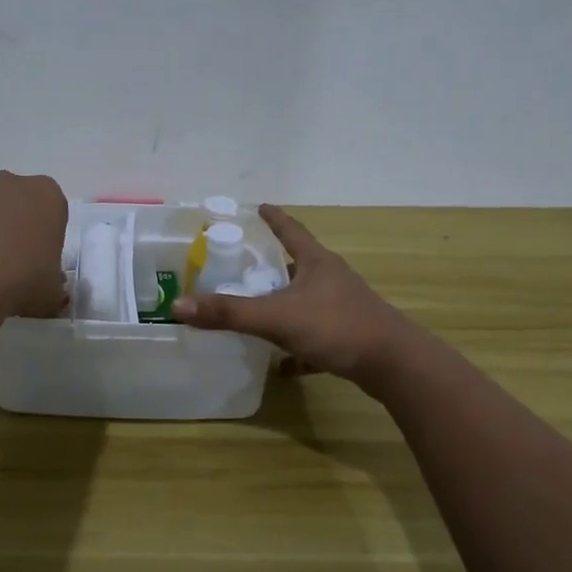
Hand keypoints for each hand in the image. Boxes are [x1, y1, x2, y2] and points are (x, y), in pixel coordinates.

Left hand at [0, 171, 68, 318]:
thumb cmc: (19, 280)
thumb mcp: (51, 294)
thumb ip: (53, 287)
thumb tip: (49, 292)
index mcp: (45, 196)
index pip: (51, 211)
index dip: (44, 238)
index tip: (37, 263)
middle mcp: (7, 182)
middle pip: (13, 202)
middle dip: (10, 226)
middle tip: (6, 265)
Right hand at [174, 205, 413, 390]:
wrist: (393, 364)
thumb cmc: (336, 327)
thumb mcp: (276, 317)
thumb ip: (228, 313)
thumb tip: (178, 306)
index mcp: (316, 263)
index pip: (291, 231)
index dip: (274, 219)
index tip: (259, 207)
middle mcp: (331, 279)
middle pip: (298, 265)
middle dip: (274, 266)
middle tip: (246, 266)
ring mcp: (343, 308)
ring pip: (307, 301)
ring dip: (284, 305)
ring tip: (258, 312)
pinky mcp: (350, 336)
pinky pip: (317, 336)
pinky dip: (299, 348)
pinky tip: (284, 365)